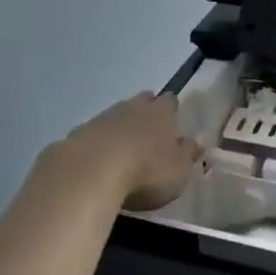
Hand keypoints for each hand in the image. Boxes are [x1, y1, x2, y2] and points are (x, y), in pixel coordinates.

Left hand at [57, 92, 201, 210]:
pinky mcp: (79, 132)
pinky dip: (100, 142)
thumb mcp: (178, 170)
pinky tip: (100, 159)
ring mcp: (103, 117)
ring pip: (117, 115)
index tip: (172, 121)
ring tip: (124, 148)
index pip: (170, 101)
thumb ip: (188, 155)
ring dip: (121, 127)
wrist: (90, 173)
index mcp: (161, 112)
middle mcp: (133, 107)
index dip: (171, 110)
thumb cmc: (145, 171)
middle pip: (142, 102)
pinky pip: (95, 133)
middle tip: (149, 131)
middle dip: (146, 112)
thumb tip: (196, 143)